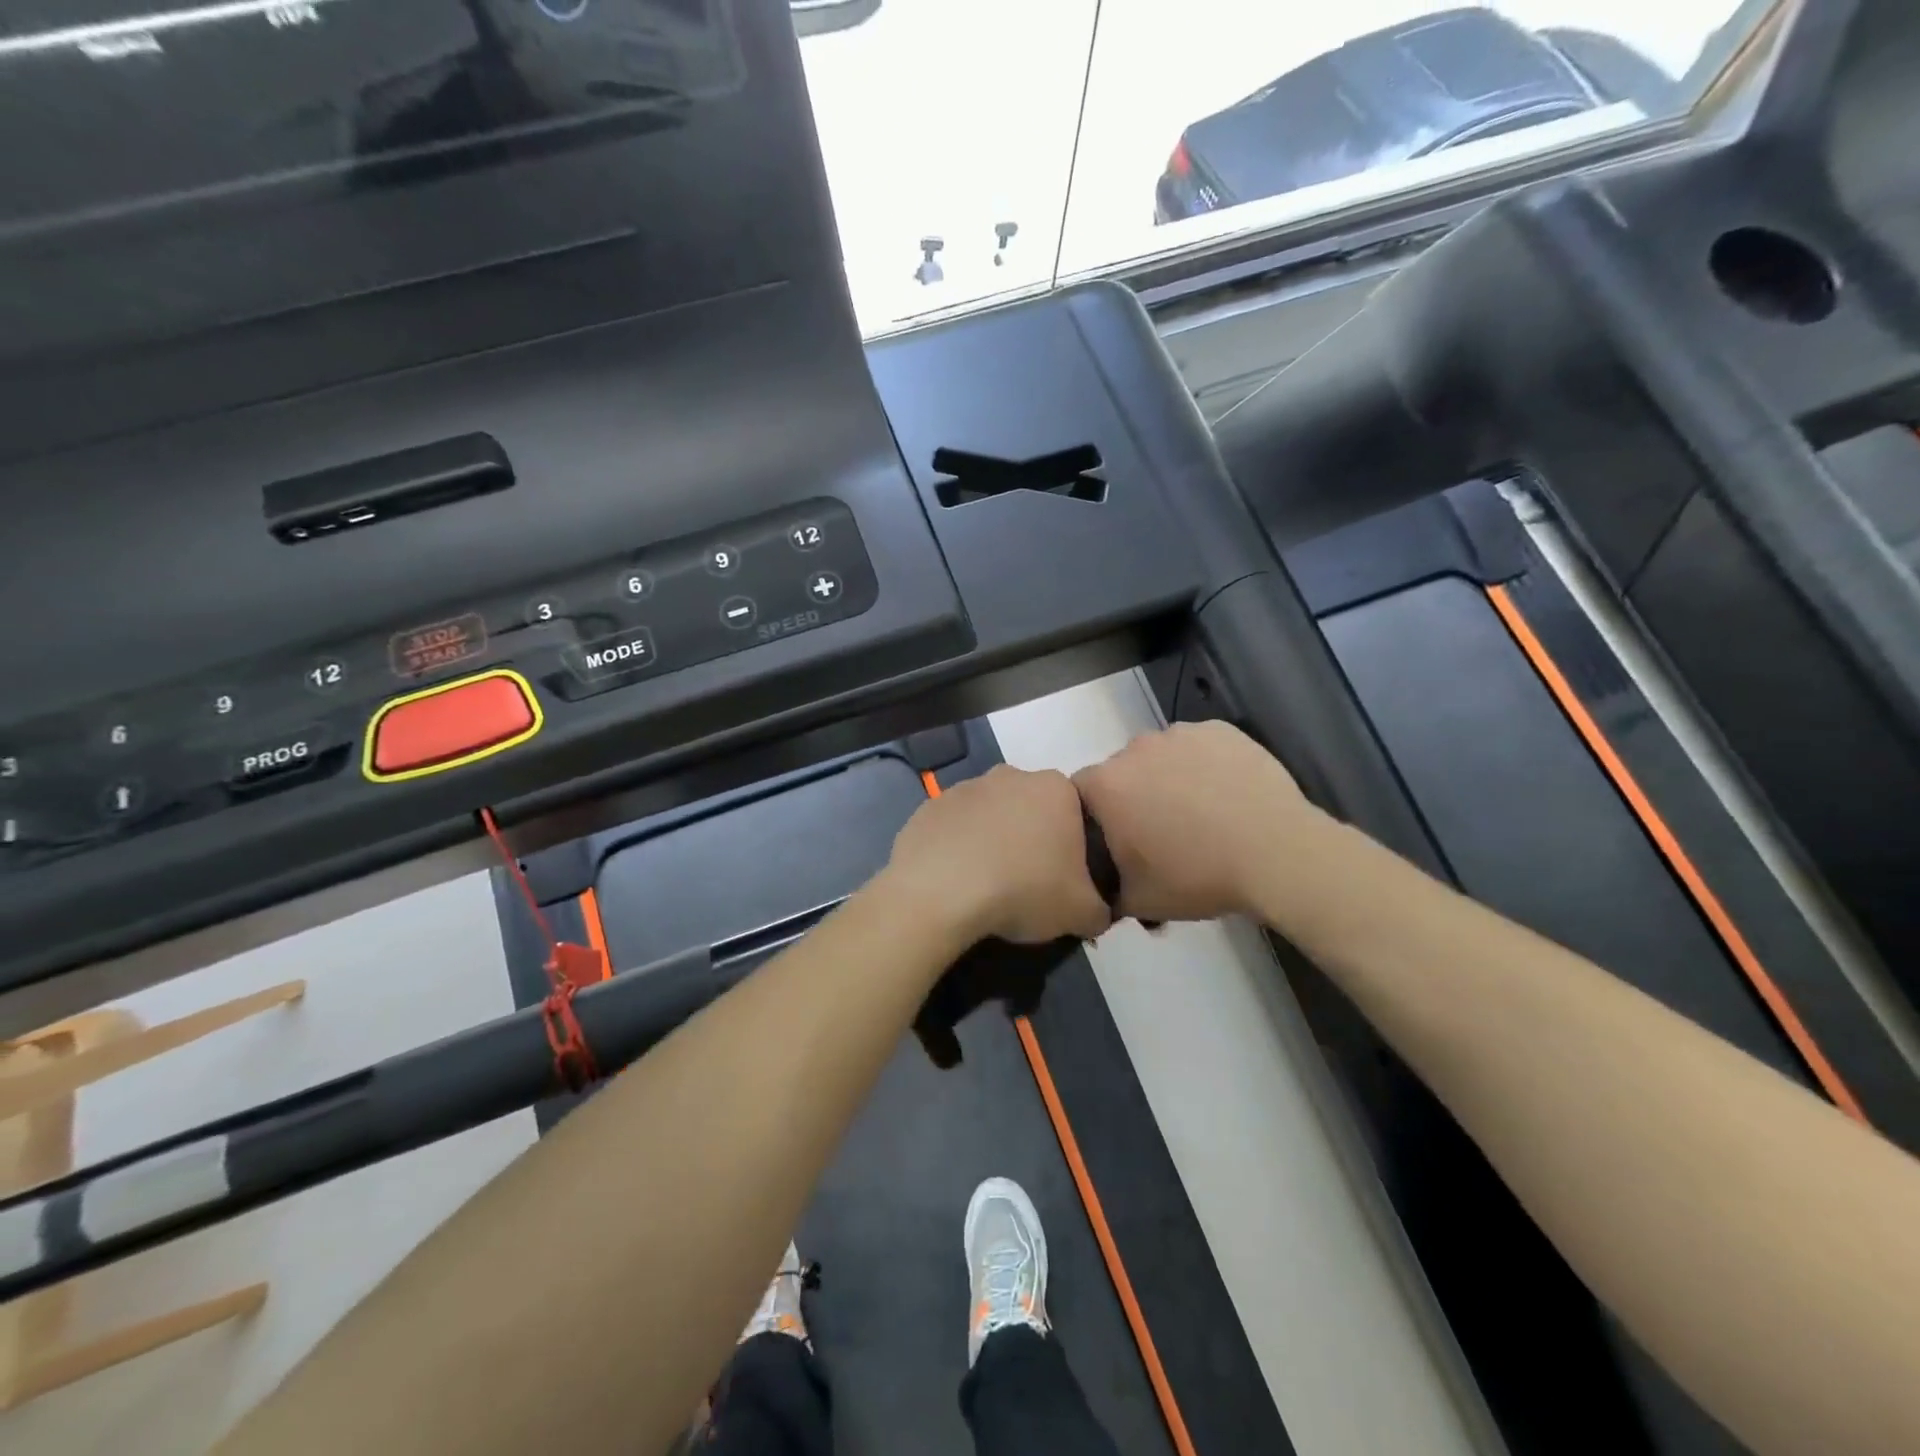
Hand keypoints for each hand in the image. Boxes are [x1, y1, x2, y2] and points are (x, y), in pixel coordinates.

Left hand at [885, 766, 1111, 945]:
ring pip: (990, 816)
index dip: (1073, 849)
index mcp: (1055, 788)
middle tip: (1028, 883)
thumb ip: (1099, 909)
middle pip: (1031, 810)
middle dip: (1031, 840)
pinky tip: (956, 881)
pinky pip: (954, 829)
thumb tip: (1096, 913)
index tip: (1064, 880)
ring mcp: (965, 787)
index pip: (1075, 814)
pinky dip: (958, 849)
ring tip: (988, 886)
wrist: (942, 890)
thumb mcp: (1081, 912)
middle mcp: (1011, 776)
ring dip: (993, 842)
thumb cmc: (1024, 889)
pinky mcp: (929, 807)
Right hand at [1074, 721, 1322, 922]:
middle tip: (1162, 831)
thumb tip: (1104, 888)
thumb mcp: (1138, 901)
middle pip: (1120, 771)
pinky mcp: (1219, 729)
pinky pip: (1198, 746)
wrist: (1277, 854)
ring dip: (1167, 777)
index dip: (1096, 818)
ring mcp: (1180, 734)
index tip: (1118, 841)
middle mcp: (1135, 749)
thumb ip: (1106, 889)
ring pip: (1160, 756)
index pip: (1078, 795)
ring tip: (1200, 812)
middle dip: (1133, 796)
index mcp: (1106, 786)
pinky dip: (1204, 764)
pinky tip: (1226, 793)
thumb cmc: (1198, 877)